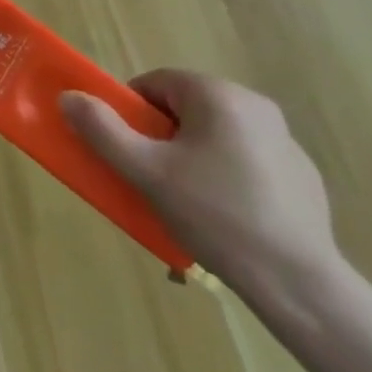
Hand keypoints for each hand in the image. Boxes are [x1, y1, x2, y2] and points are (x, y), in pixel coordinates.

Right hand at [61, 71, 339, 295]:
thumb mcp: (147, 173)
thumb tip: (68, 97)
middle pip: (185, 108)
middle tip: (155, 180)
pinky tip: (228, 219)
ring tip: (189, 207)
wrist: (301, 287)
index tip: (129, 151)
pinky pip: (247, 161)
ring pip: (216, 136)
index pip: (155, 84)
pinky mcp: (302, 176)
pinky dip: (229, 178)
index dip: (132, 114)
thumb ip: (103, 130)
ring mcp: (284, 140)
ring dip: (194, 158)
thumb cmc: (216, 216)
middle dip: (163, 139)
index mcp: (217, 94)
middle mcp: (254, 104)